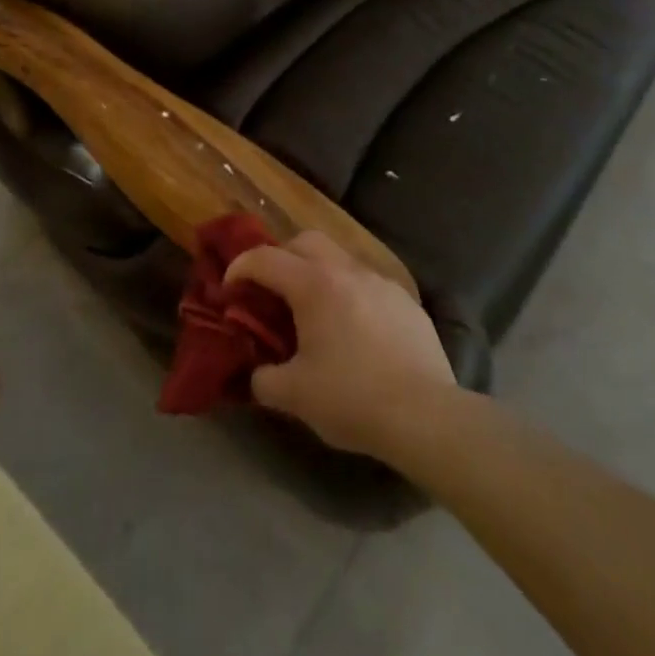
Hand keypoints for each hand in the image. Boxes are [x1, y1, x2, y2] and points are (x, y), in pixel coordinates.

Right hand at [224, 230, 454, 459]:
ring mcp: (381, 282)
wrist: (425, 415)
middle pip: (305, 240)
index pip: (265, 259)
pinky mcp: (406, 301)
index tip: (229, 288)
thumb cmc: (352, 398)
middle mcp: (346, 270)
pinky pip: (368, 284)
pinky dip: (350, 294)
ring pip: (340, 259)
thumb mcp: (295, 396)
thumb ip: (265, 379)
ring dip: (318, 273)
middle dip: (281, 257)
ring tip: (315, 311)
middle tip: (273, 290)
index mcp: (313, 284)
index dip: (240, 268)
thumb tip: (258, 372)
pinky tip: (355, 330)